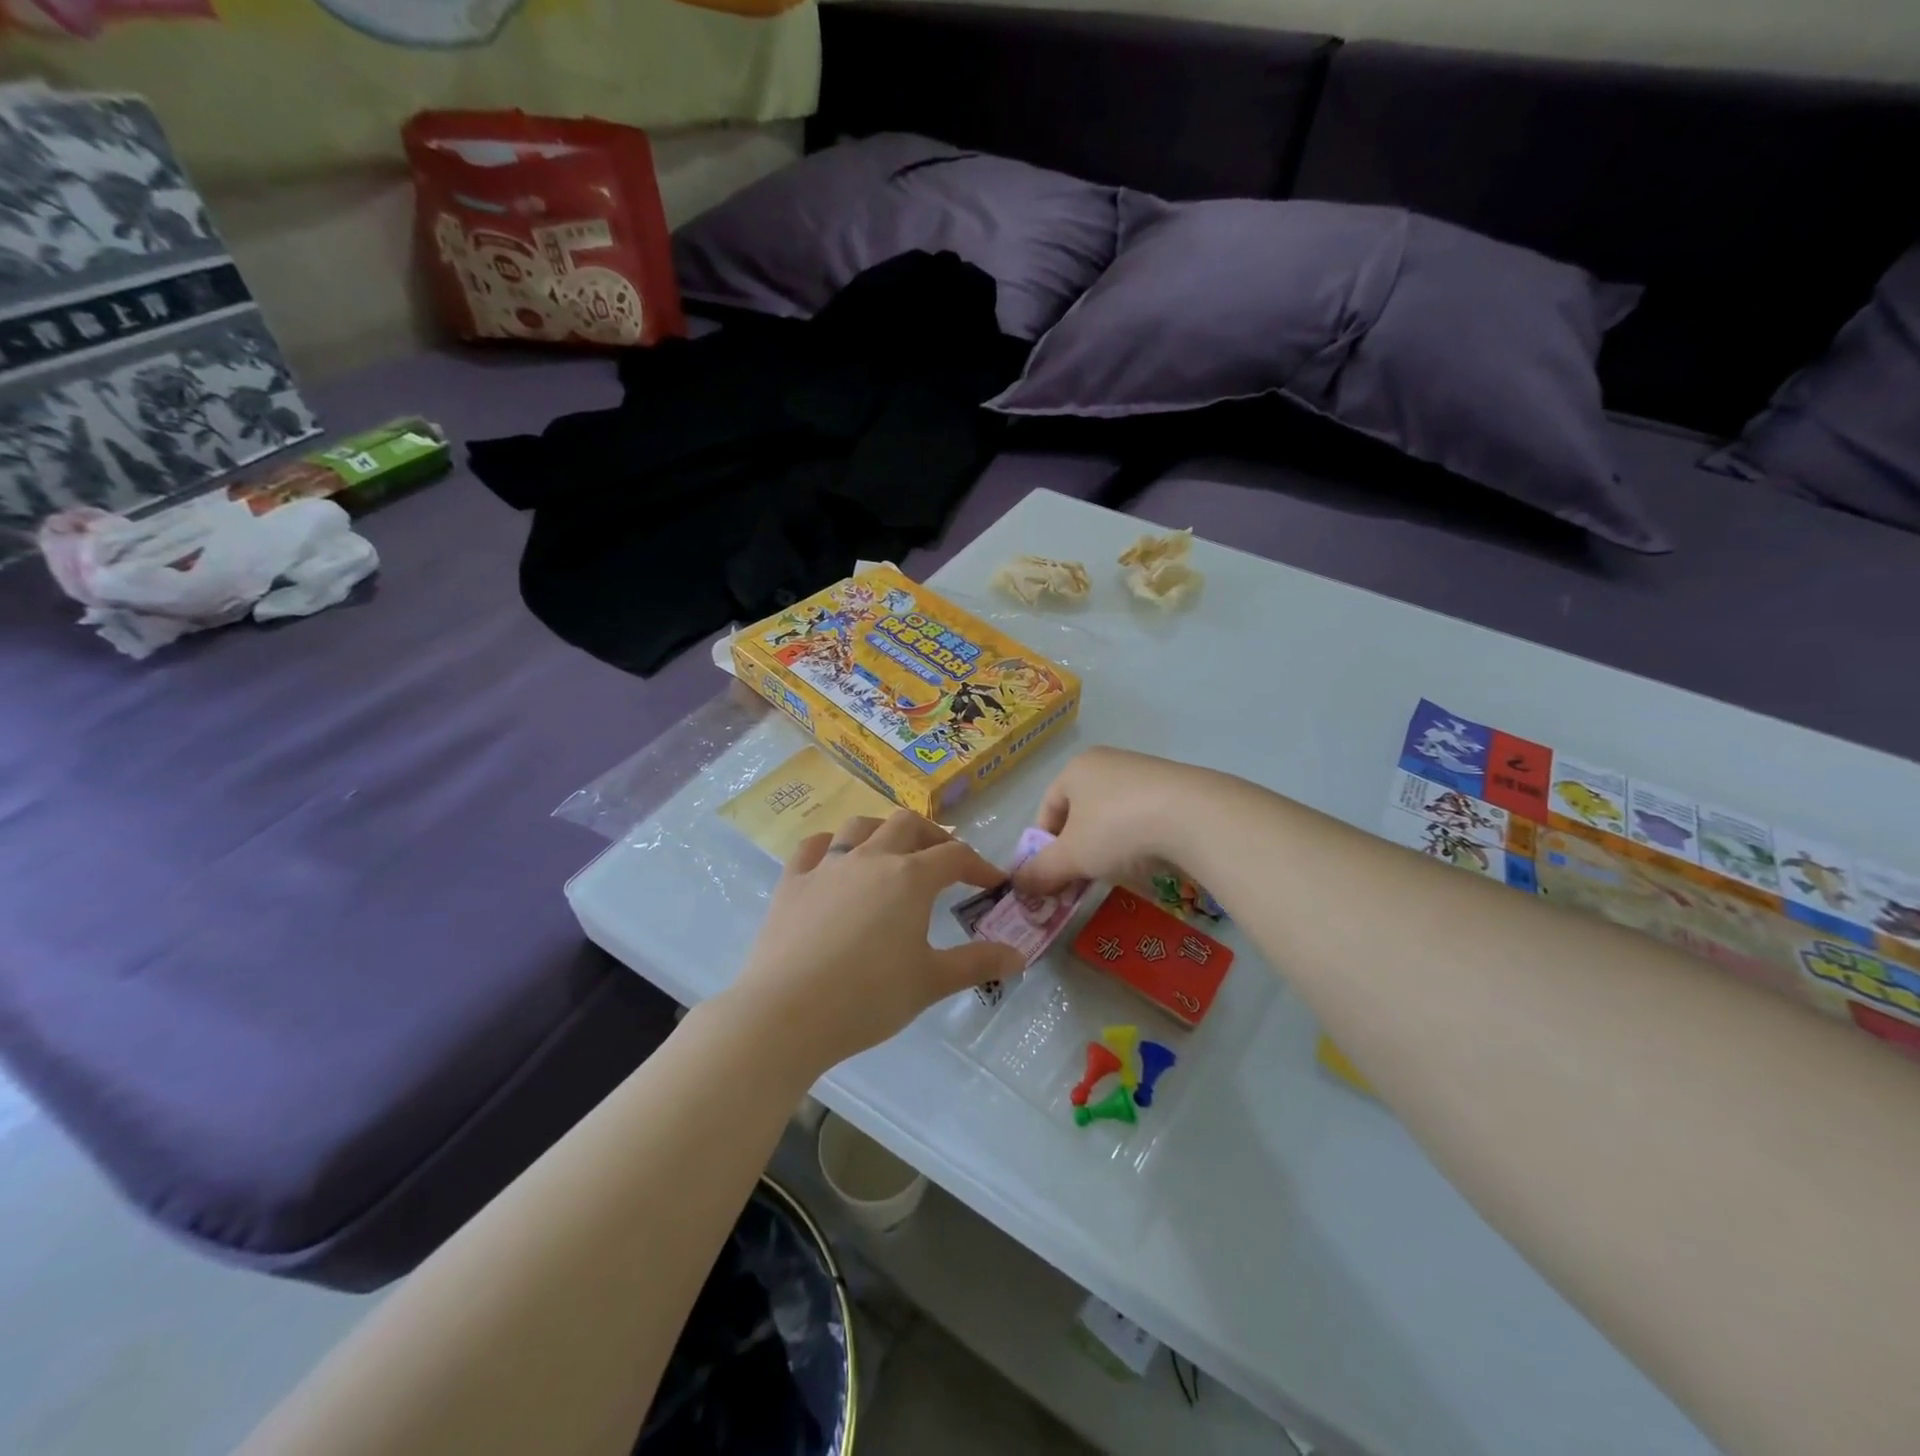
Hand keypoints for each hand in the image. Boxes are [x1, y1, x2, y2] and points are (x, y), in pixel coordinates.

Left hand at [728, 811, 1025, 1074]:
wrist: (787, 1013)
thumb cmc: (868, 997)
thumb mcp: (930, 982)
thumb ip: (977, 963)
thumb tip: (1018, 955)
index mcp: (909, 878)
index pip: (955, 856)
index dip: (979, 865)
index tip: (993, 883)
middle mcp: (870, 858)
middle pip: (907, 825)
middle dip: (933, 836)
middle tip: (944, 860)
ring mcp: (827, 866)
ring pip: (860, 826)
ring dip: (883, 831)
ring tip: (893, 851)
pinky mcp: (792, 882)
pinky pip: (813, 847)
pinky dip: (830, 845)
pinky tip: (835, 859)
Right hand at [1011, 747, 1209, 895]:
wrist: (1194, 816)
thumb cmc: (1116, 828)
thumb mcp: (1072, 856)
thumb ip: (1042, 871)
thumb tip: (1017, 885)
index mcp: (1076, 769)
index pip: (1047, 807)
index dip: (1043, 844)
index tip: (1050, 875)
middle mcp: (1108, 763)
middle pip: (1080, 812)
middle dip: (1077, 850)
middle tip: (1080, 881)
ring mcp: (1144, 773)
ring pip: (1113, 817)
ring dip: (1107, 848)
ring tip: (1117, 874)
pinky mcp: (1175, 789)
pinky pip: (1144, 819)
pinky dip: (1138, 842)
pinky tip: (1148, 863)